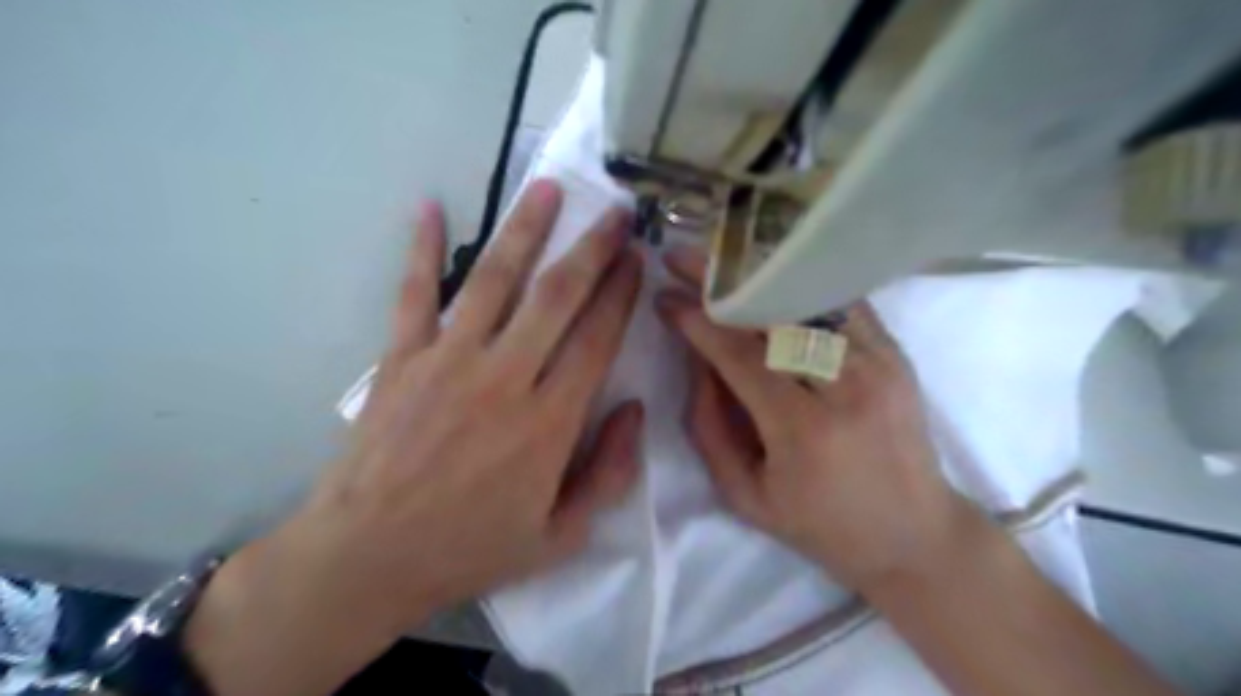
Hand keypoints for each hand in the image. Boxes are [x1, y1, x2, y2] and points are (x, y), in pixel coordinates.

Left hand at [188, 179, 643, 695]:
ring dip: (525, 230)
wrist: (367, 558)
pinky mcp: (401, 358)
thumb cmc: (470, 549)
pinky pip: (414, 292)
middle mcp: (505, 377)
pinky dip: (419, 246)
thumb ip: (609, 474)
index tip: (636, 259)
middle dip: (592, 249)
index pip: (597, 339)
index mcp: (549, 422)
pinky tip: (428, 204)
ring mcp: (448, 360)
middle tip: (615, 212)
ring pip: (495, 280)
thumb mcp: (561, 536)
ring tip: (548, 188)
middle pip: (557, 297)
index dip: (621, 293)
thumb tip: (634, 411)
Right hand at [659, 246, 978, 595]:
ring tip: (718, 259)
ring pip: (807, 297)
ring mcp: (879, 362)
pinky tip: (768, 271)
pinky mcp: (895, 353)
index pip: (738, 354)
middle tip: (681, 256)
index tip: (663, 298)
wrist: (915, 533)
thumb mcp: (744, 494)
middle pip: (773, 314)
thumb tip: (695, 360)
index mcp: (803, 429)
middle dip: (719, 281)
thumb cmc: (821, 525)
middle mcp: (846, 384)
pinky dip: (798, 283)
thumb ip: (708, 426)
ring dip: (756, 273)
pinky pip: (840, 302)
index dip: (696, 321)